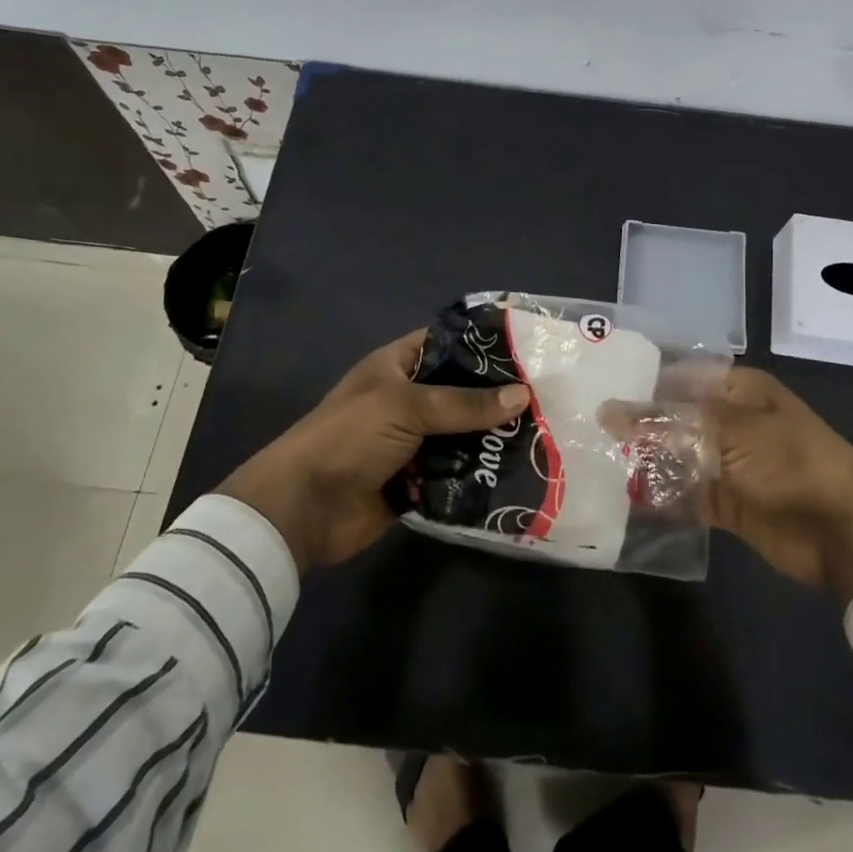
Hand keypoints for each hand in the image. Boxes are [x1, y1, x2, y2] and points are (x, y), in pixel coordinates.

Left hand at [217, 331, 528, 570]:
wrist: (304, 508)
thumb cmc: (350, 436)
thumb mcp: (407, 406)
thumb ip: (465, 403)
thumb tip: (523, 396)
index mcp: (397, 367)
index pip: (446, 343)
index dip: (482, 345)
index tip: (526, 349)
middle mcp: (407, 400)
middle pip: (460, 392)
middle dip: (497, 397)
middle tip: (548, 397)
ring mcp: (412, 442)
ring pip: (462, 434)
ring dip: (492, 438)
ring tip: (544, 434)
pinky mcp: (417, 480)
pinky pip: (455, 472)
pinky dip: (479, 473)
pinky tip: (518, 472)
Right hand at [605, 369, 852, 600]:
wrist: (843, 530)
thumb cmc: (788, 461)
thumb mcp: (726, 431)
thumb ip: (664, 422)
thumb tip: (607, 411)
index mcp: (737, 390)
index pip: (679, 377)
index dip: (642, 382)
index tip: (597, 387)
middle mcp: (730, 422)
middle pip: (674, 419)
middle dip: (636, 425)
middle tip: (584, 429)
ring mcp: (728, 464)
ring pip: (676, 457)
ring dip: (644, 461)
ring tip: (593, 461)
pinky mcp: (727, 503)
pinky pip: (685, 494)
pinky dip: (659, 496)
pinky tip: (622, 496)